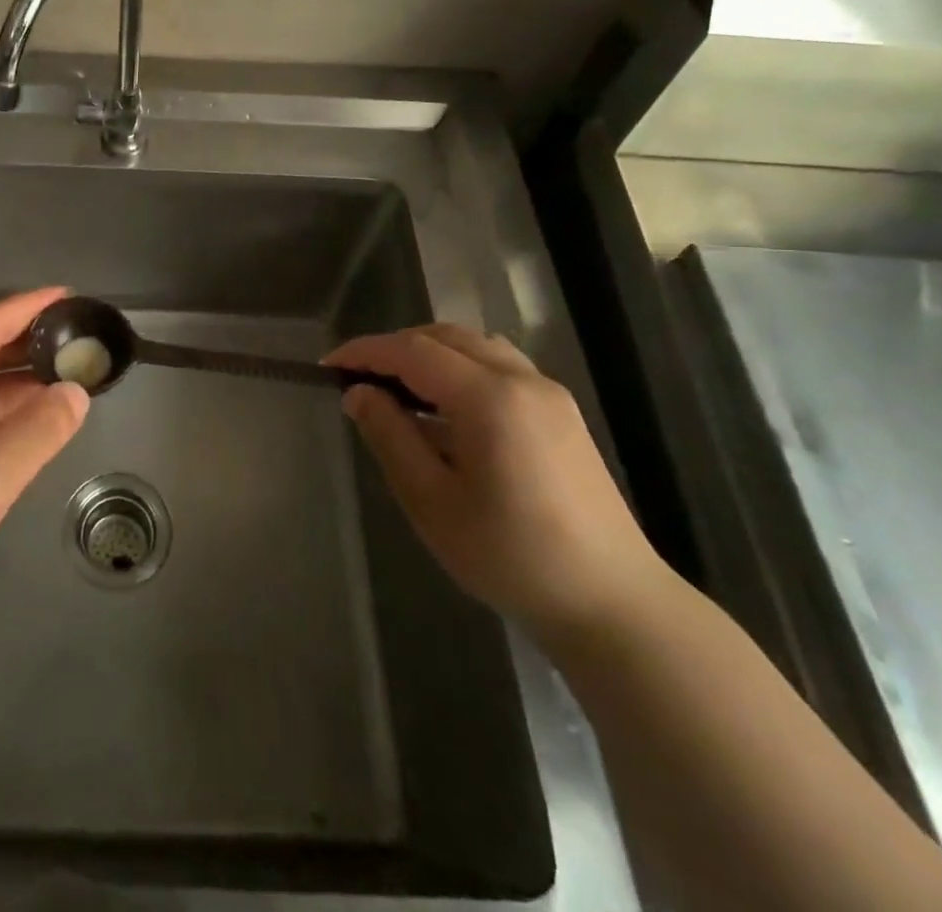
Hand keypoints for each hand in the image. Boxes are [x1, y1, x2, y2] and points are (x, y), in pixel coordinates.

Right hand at [325, 323, 667, 640]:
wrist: (613, 604)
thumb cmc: (510, 556)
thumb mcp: (431, 501)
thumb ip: (390, 437)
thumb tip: (358, 394)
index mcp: (489, 398)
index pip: (412, 351)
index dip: (365, 352)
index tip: (328, 367)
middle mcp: (522, 380)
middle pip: (445, 337)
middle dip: (394, 348)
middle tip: (358, 378)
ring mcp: (548, 393)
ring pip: (475, 346)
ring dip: (428, 353)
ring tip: (396, 388)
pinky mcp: (562, 413)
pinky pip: (499, 366)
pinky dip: (460, 367)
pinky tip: (445, 407)